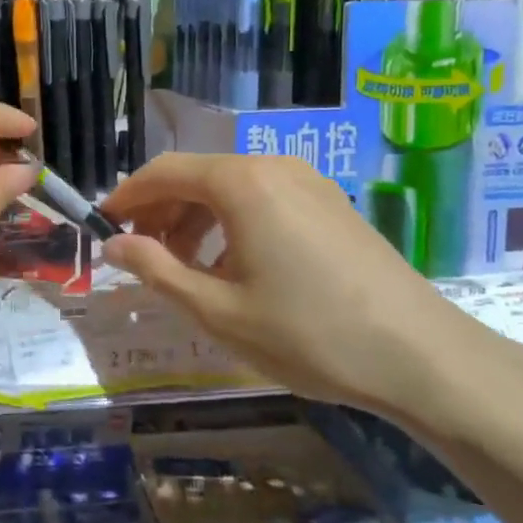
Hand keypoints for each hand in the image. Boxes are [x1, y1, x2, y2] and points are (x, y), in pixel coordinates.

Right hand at [100, 153, 486, 421]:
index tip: (102, 226)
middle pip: (197, 175)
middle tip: (142, 257)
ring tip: (186, 269)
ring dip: (196, 219)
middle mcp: (273, 166)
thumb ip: (157, 271)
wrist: (420, 355)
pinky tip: (235, 267)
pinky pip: (264, 198)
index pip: (164, 172)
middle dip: (161, 211)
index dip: (127, 198)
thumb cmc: (308, 333)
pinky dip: (233, 223)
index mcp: (241, 182)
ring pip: (231, 187)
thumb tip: (115, 246)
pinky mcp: (331, 203)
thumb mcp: (218, 311)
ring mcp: (308, 181)